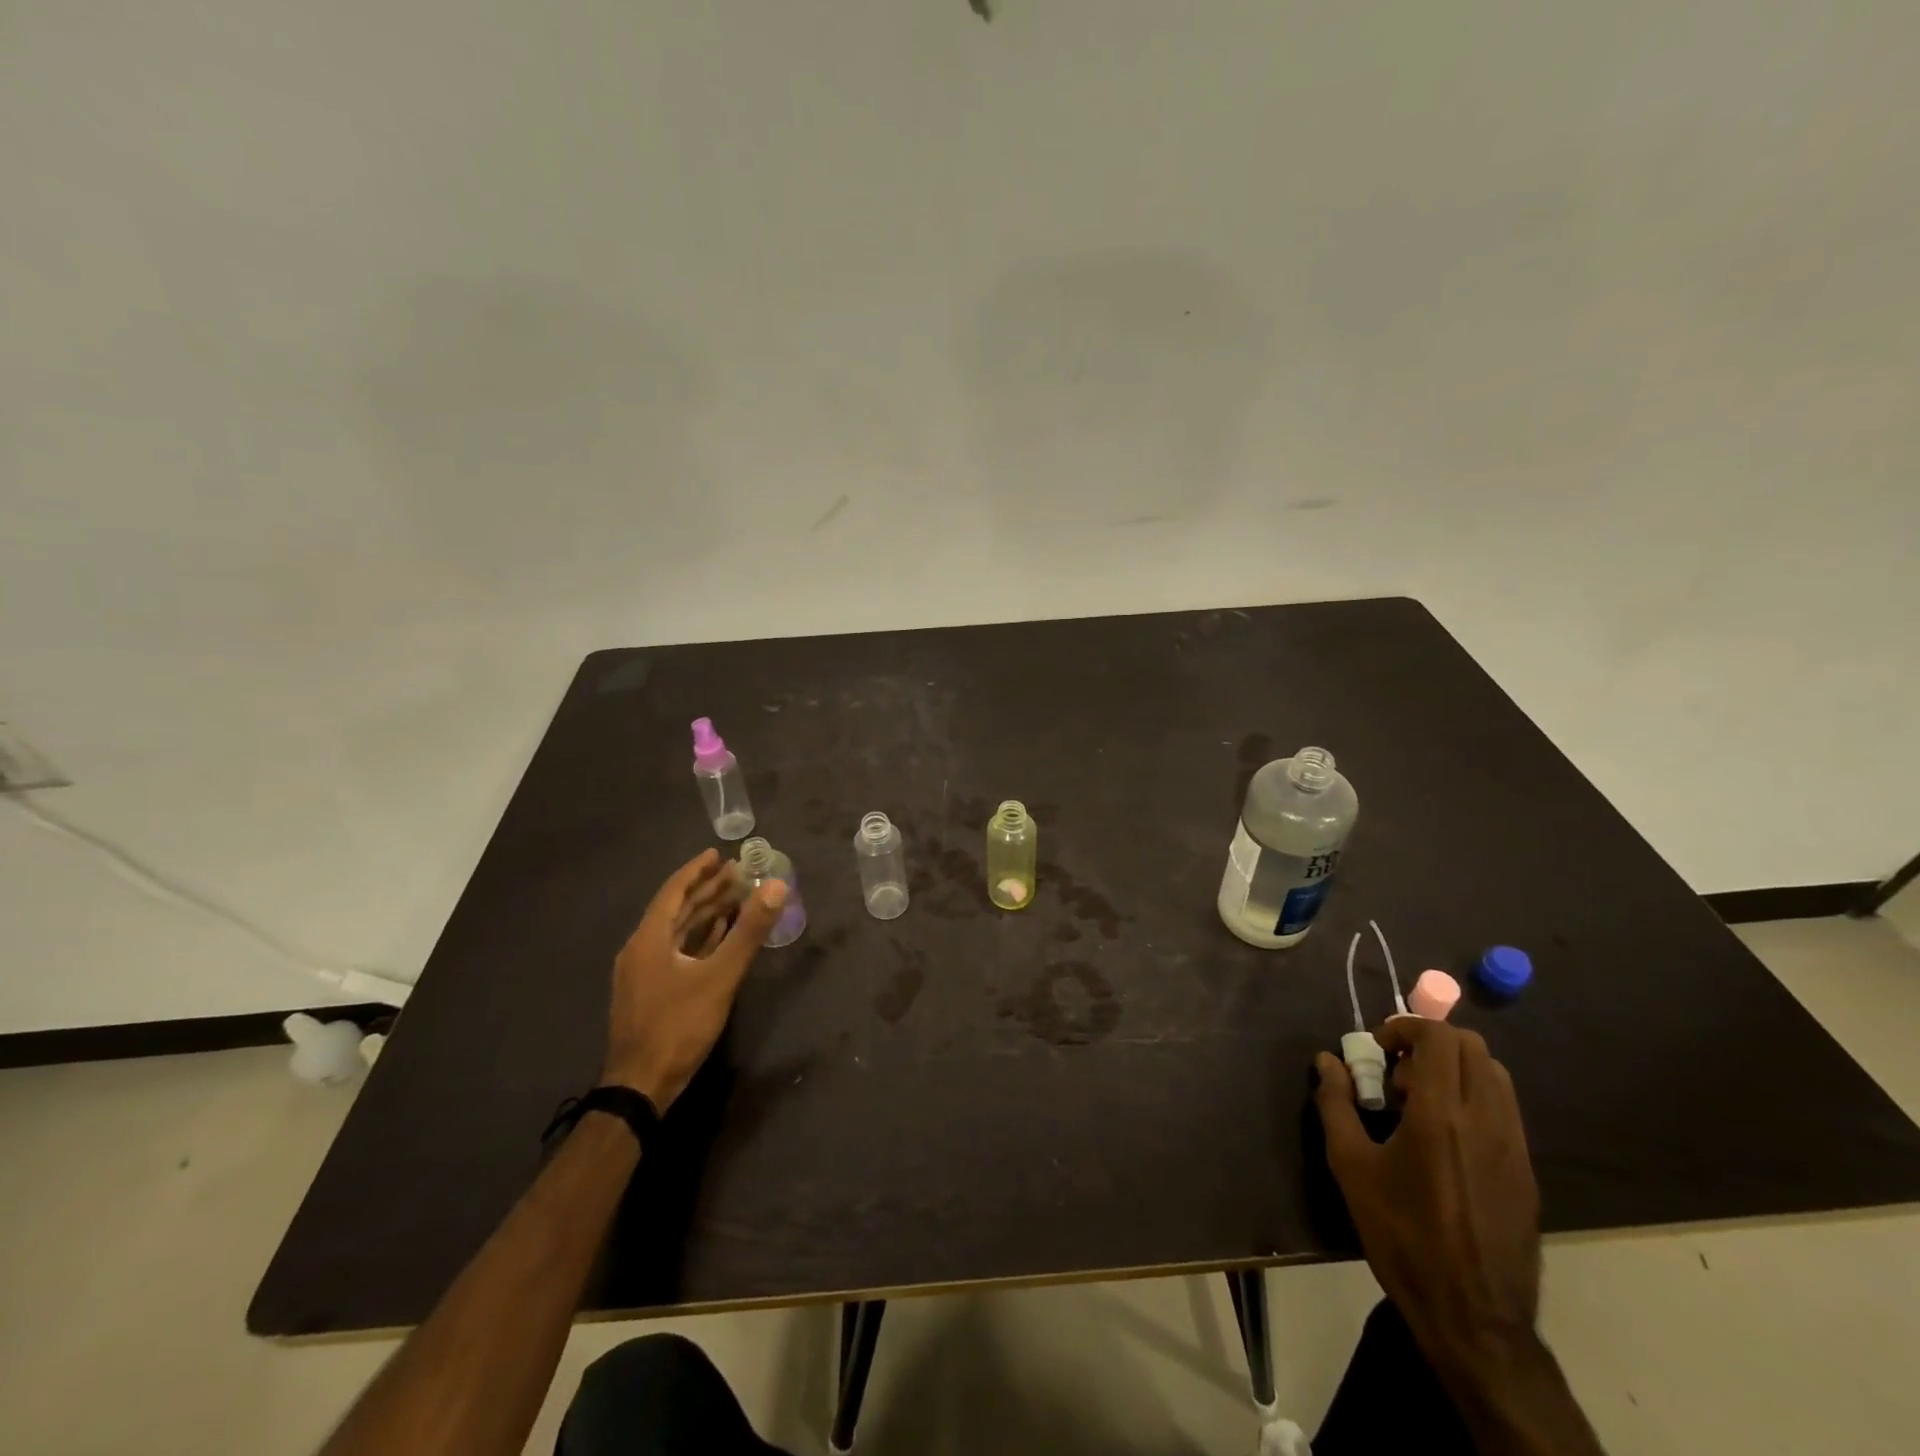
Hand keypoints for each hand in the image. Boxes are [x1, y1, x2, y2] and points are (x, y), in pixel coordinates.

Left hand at [601, 849, 786, 1111]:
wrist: (640, 1087)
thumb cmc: (678, 1025)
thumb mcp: (720, 976)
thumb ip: (749, 931)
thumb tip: (776, 886)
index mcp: (649, 939)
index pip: (674, 892)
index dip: (697, 871)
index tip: (719, 854)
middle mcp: (642, 949)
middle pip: (677, 910)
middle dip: (707, 890)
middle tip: (738, 872)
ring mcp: (644, 973)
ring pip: (678, 932)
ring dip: (706, 914)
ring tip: (736, 897)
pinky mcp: (651, 993)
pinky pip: (678, 953)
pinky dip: (700, 939)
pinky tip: (720, 936)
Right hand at [1313, 1019, 1541, 1371]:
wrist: (1473, 1316)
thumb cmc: (1401, 1235)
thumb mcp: (1351, 1166)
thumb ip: (1336, 1103)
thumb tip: (1327, 1061)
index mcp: (1442, 1114)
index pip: (1440, 1037)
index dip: (1406, 1027)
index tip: (1378, 1048)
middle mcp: (1486, 1119)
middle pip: (1471, 1047)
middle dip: (1429, 1043)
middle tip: (1396, 1071)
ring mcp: (1514, 1145)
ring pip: (1494, 1074)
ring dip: (1454, 1069)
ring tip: (1419, 1102)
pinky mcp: (1526, 1170)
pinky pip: (1504, 1108)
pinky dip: (1473, 1097)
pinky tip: (1444, 1137)